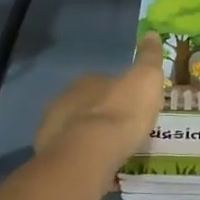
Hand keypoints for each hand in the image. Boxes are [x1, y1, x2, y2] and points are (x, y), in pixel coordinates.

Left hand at [34, 33, 162, 192]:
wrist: (89, 153)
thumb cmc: (121, 113)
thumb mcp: (146, 79)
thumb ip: (149, 58)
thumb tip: (151, 33)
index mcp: (87, 81)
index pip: (103, 81)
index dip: (118, 93)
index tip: (131, 105)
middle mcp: (64, 99)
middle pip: (86, 104)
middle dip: (100, 114)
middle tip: (121, 129)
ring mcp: (52, 128)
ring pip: (74, 128)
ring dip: (88, 136)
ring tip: (109, 151)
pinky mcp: (48, 155)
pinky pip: (69, 152)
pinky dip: (80, 156)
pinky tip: (95, 166)